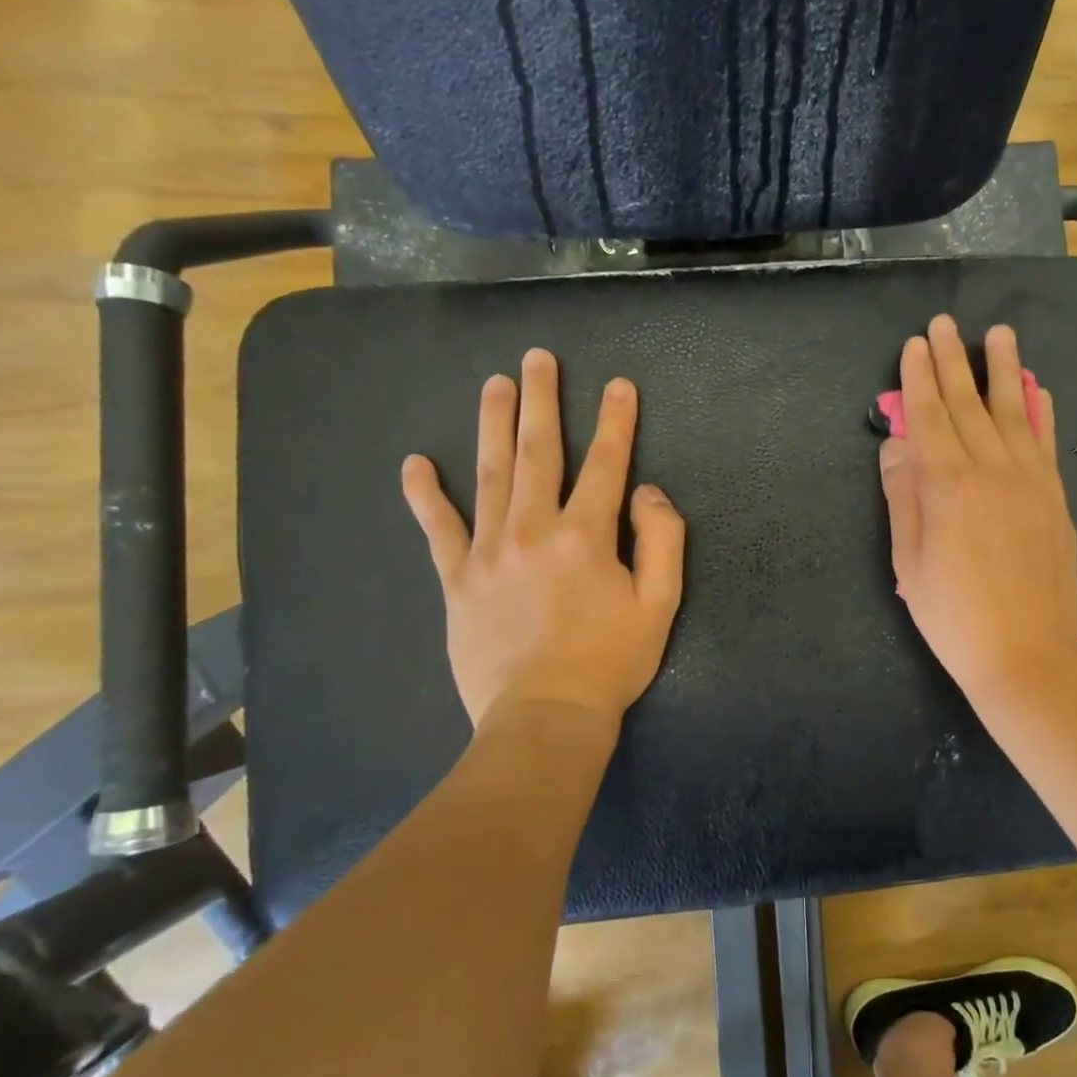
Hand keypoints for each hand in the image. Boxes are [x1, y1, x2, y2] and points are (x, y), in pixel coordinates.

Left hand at [401, 349, 685, 728]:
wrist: (545, 717)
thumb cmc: (610, 662)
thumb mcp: (661, 604)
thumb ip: (662, 540)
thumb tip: (645, 493)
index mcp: (587, 535)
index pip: (605, 464)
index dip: (616, 422)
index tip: (618, 385)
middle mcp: (534, 529)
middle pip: (538, 452)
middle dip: (541, 401)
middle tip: (537, 359)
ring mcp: (489, 552)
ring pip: (489, 475)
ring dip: (492, 424)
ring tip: (494, 385)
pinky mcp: (457, 580)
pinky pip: (438, 530)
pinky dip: (425, 496)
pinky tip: (414, 465)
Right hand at [878, 315, 1076, 709]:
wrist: (1027, 655)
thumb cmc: (954, 616)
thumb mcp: (910, 562)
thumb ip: (903, 497)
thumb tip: (897, 445)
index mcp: (949, 485)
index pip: (929, 417)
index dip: (918, 378)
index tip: (915, 345)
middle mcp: (993, 470)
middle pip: (969, 404)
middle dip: (953, 361)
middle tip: (945, 323)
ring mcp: (1032, 481)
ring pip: (1015, 412)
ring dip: (1004, 370)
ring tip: (999, 333)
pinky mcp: (1056, 499)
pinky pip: (1047, 442)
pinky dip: (1042, 411)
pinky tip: (1038, 389)